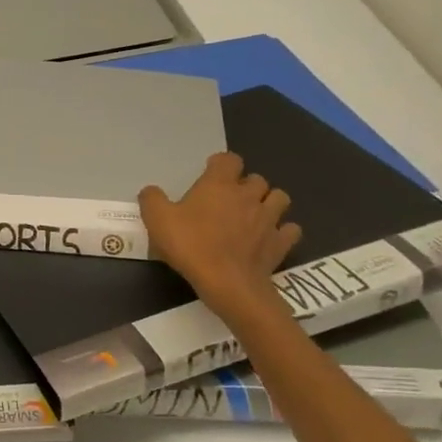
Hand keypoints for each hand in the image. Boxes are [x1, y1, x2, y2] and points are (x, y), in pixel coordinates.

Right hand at [139, 153, 301, 318]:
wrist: (227, 282)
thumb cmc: (190, 245)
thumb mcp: (157, 220)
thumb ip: (152, 199)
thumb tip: (151, 191)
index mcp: (219, 184)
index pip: (228, 159)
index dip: (220, 164)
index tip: (210, 174)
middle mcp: (248, 195)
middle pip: (256, 178)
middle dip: (246, 185)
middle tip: (230, 200)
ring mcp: (269, 218)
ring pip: (279, 198)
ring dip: (269, 202)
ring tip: (255, 214)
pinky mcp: (281, 242)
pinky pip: (290, 229)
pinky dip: (283, 230)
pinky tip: (271, 237)